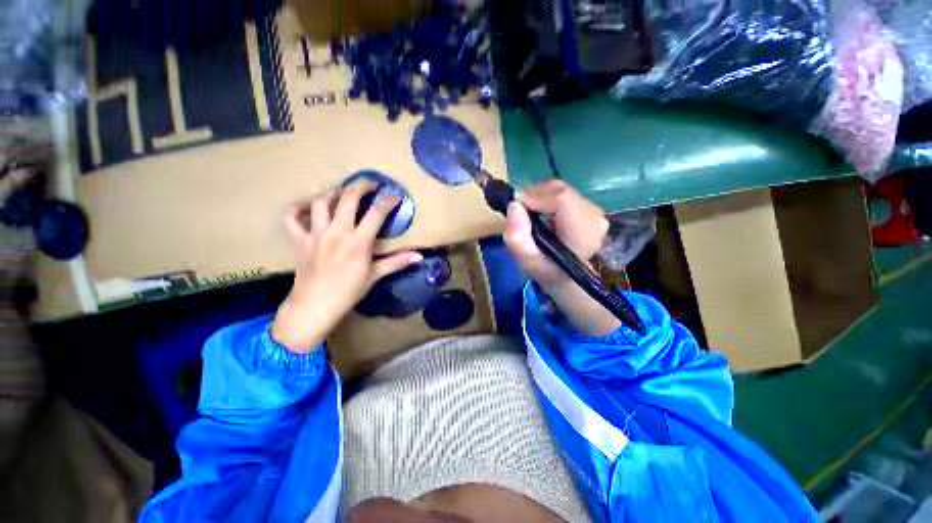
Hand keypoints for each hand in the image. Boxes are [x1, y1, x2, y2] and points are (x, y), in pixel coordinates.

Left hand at [272, 184, 422, 353]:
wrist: (315, 306)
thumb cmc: (348, 292)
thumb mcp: (375, 276)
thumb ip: (397, 262)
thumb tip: (419, 257)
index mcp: (358, 241)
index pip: (376, 214)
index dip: (388, 202)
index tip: (396, 197)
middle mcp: (336, 232)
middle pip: (348, 198)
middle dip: (361, 186)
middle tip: (370, 184)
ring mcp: (315, 234)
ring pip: (320, 202)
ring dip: (332, 191)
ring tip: (342, 191)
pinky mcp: (299, 240)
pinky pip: (291, 218)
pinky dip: (296, 208)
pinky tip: (306, 205)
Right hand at [504, 180, 620, 336]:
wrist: (566, 276)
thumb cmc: (546, 270)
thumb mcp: (527, 261)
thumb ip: (518, 237)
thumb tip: (514, 205)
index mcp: (583, 233)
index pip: (561, 199)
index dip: (535, 197)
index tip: (516, 207)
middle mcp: (594, 217)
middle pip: (559, 190)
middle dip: (534, 196)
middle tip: (519, 211)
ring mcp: (594, 210)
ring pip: (560, 189)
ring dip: (539, 197)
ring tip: (528, 213)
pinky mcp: (589, 207)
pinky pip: (563, 193)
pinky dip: (547, 198)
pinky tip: (540, 212)